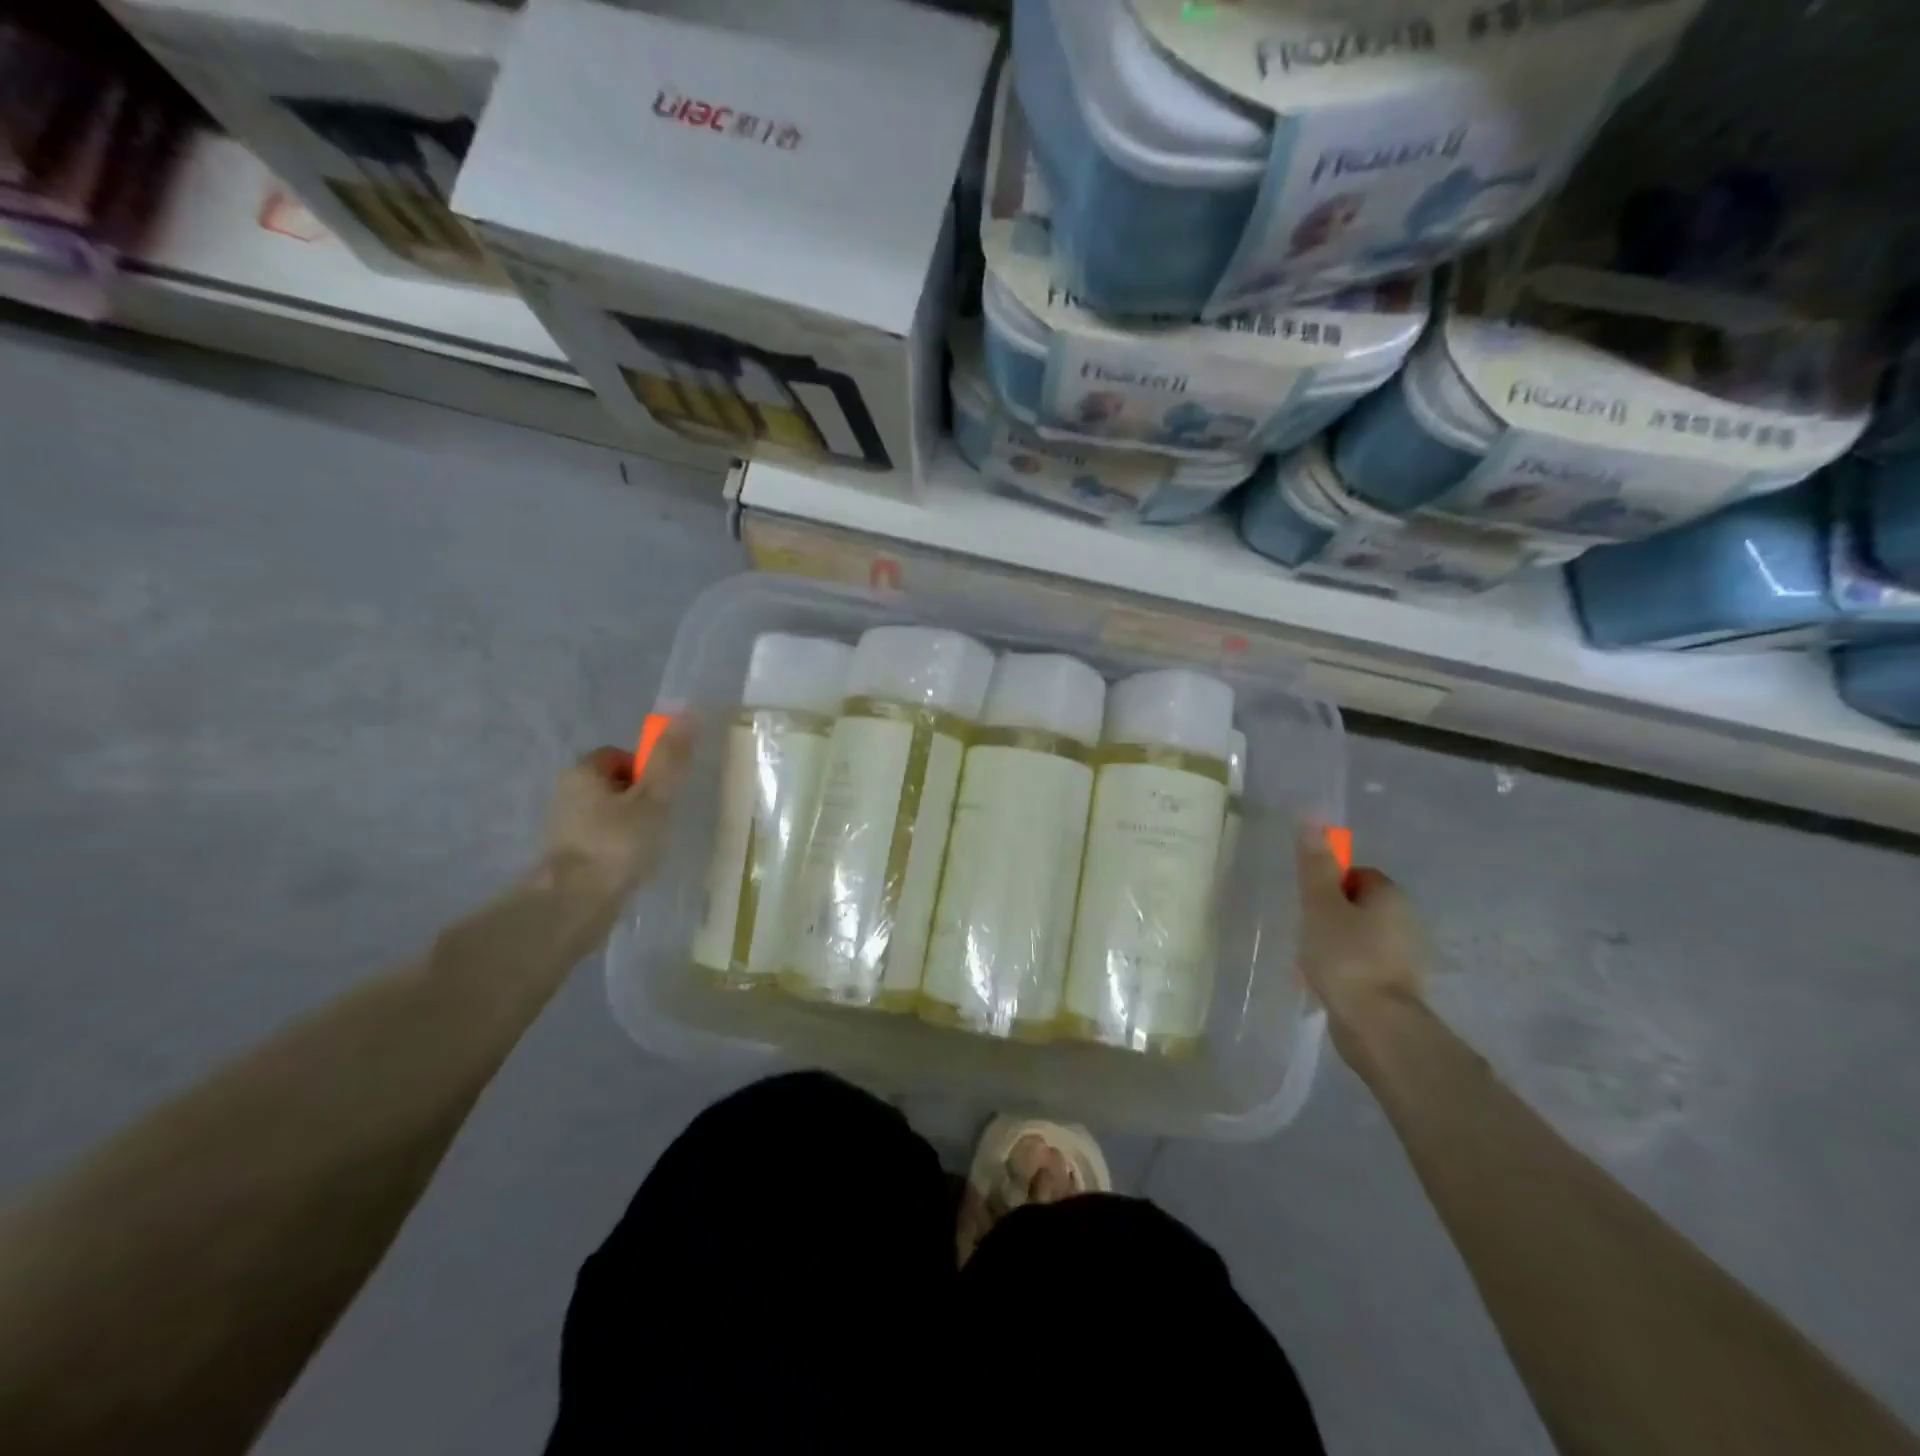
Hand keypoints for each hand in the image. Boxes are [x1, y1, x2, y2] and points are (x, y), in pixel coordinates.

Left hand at [544, 722, 694, 895]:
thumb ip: (669, 758)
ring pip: (609, 813)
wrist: (574, 905)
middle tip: (659, 821)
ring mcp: (564, 827)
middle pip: (615, 784)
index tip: (661, 794)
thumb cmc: (616, 844)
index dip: (645, 770)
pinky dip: (619, 847)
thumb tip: (688, 711)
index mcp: (582, 772)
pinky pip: (602, 839)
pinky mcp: (568, 856)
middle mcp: (567, 793)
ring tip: (648, 847)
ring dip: (631, 825)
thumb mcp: (653, 798)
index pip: (619, 755)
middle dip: (640, 799)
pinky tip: (632, 865)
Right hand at [1295, 825, 1424, 1043]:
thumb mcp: (1320, 906)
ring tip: (1308, 960)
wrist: (1377, 1026)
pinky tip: (1322, 983)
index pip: (1356, 874)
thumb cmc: (1346, 958)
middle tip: (1304, 930)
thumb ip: (1315, 866)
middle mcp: (1404, 922)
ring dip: (1332, 944)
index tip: (1308, 901)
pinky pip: (1360, 965)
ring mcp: (1402, 957)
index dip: (1328, 883)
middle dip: (1327, 915)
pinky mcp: (1394, 986)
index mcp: (1390, 897)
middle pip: (1356, 905)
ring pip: (1357, 937)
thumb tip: (1311, 817)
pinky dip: (1341, 969)